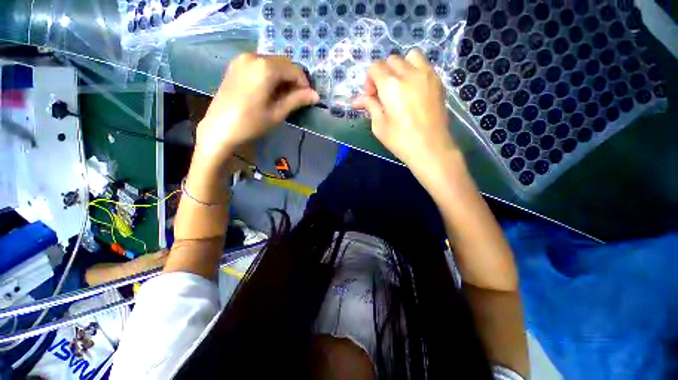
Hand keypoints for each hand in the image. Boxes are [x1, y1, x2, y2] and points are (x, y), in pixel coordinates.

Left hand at [196, 53, 318, 163]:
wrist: (219, 128)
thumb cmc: (251, 123)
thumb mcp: (278, 113)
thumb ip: (297, 100)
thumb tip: (316, 95)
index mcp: (265, 68)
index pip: (294, 69)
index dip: (304, 84)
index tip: (307, 98)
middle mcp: (253, 56)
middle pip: (283, 63)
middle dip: (294, 79)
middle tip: (297, 98)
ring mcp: (242, 59)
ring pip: (272, 63)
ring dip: (282, 77)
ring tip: (283, 96)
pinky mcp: (236, 65)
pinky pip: (260, 64)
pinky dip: (270, 75)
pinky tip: (270, 90)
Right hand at [353, 50, 458, 176]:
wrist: (430, 148)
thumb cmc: (401, 140)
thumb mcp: (379, 126)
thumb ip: (370, 107)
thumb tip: (357, 100)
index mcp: (390, 85)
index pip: (375, 67)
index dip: (369, 81)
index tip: (371, 97)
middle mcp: (408, 73)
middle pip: (391, 60)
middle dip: (383, 74)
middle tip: (383, 94)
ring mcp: (427, 75)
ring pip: (410, 56)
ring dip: (401, 67)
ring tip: (400, 86)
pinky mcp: (438, 81)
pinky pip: (424, 65)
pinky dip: (415, 71)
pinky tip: (414, 90)